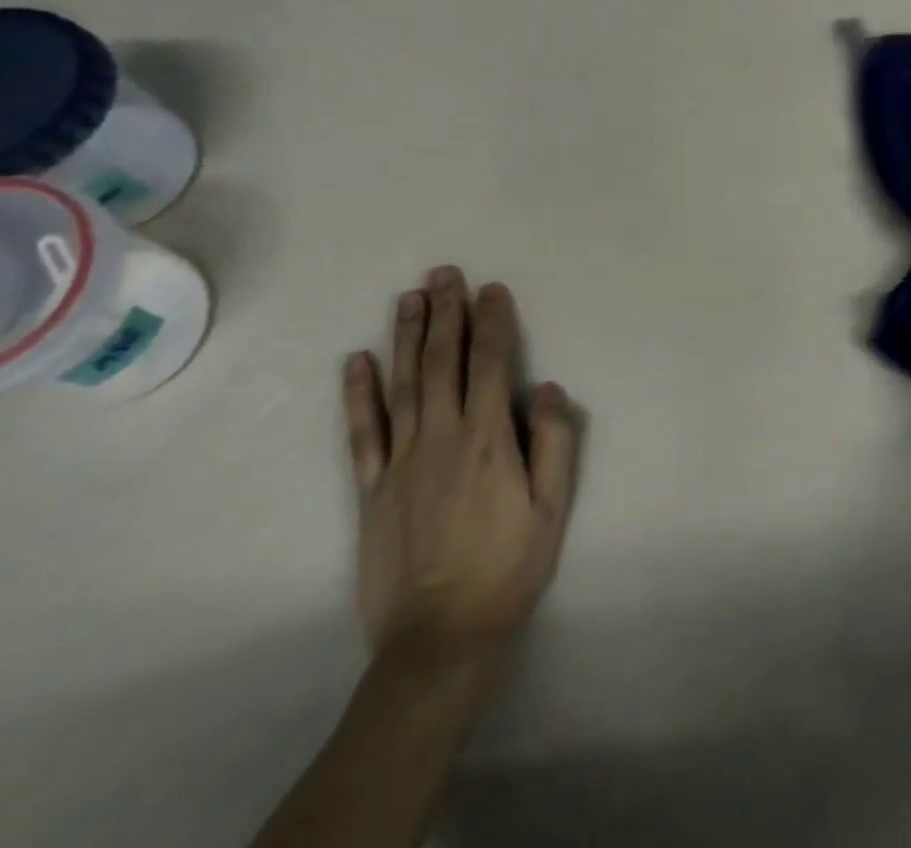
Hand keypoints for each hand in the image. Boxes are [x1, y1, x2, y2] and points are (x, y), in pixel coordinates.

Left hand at [343, 267, 581, 666]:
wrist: (440, 638)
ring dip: (406, 337)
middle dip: (445, 313)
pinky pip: (363, 433)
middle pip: (442, 362)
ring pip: (403, 385)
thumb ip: (553, 442)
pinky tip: (357, 361)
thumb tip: (544, 386)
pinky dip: (359, 394)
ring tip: (409, 297)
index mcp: (488, 439)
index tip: (492, 288)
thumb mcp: (553, 508)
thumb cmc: (508, 568)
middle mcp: (441, 438)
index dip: (492, 322)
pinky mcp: (371, 490)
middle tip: (443, 273)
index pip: (490, 364)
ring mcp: (400, 462)